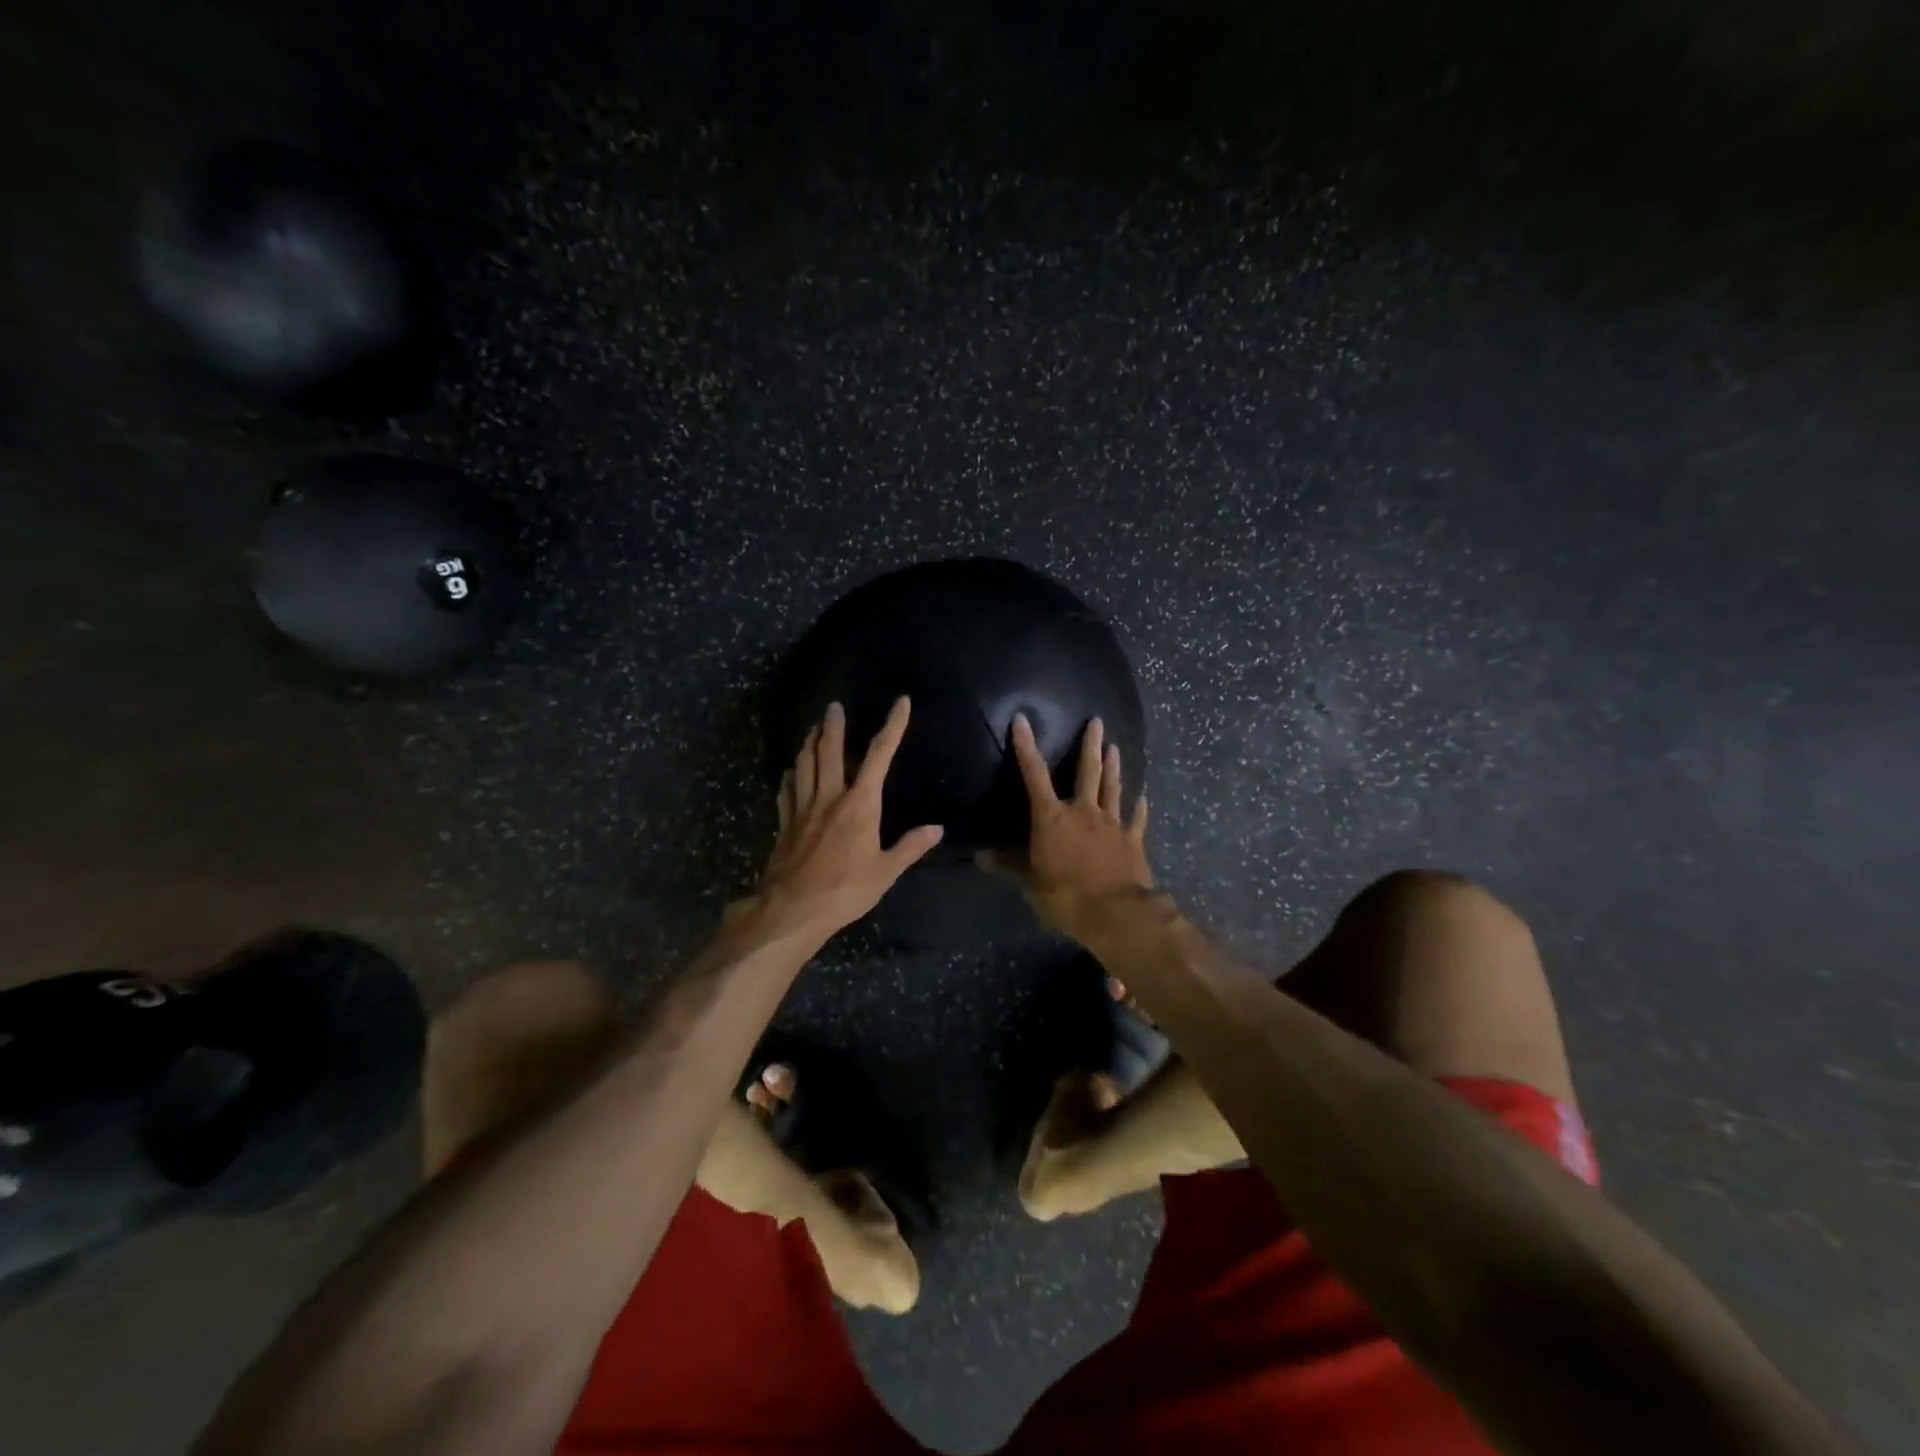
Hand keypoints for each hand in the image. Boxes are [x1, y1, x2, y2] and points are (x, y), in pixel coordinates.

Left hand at [740, 697, 943, 941]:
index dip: (892, 727)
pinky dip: (790, 776)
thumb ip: (910, 847)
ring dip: (809, 743)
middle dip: (833, 726)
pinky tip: (790, 772)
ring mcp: (803, 809)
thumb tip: (937, 829)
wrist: (792, 909)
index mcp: (860, 804)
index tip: (900, 703)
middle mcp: (829, 797)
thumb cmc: (845, 890)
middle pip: (829, 751)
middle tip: (833, 706)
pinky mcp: (785, 824)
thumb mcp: (886, 872)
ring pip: (804, 765)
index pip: (879, 756)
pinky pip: (786, 791)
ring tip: (812, 729)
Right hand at [984, 714, 1151, 941]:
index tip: (1022, 720)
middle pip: (1087, 771)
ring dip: (1114, 767)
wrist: (1115, 913)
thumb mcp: (1030, 883)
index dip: (1026, 747)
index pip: (1034, 775)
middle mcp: (1083, 811)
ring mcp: (1112, 824)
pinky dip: (1139, 806)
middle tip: (1097, 721)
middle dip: (1090, 744)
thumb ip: (1009, 865)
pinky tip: (1143, 796)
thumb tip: (980, 856)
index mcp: (1052, 818)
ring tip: (1115, 747)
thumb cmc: (1065, 895)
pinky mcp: (1132, 840)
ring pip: (1113, 788)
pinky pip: (1136, 818)